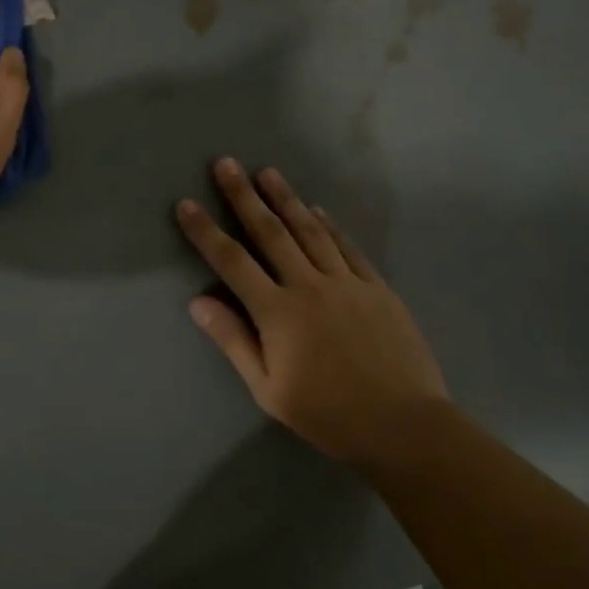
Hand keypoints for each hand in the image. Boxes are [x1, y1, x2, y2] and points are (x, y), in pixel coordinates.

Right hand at [176, 160, 449, 468]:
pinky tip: (317, 210)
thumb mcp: (268, 388)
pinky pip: (347, 247)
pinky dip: (329, 225)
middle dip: (244, 196)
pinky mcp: (377, 288)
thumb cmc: (327, 414)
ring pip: (310, 230)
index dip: (205, 231)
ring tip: (267, 172)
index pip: (232, 262)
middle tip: (226, 164)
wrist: (403, 424)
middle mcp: (309, 286)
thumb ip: (234, 341)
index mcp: (277, 313)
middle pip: (270, 232)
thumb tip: (198, 302)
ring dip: (286, 198)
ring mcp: (347, 282)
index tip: (186, 204)